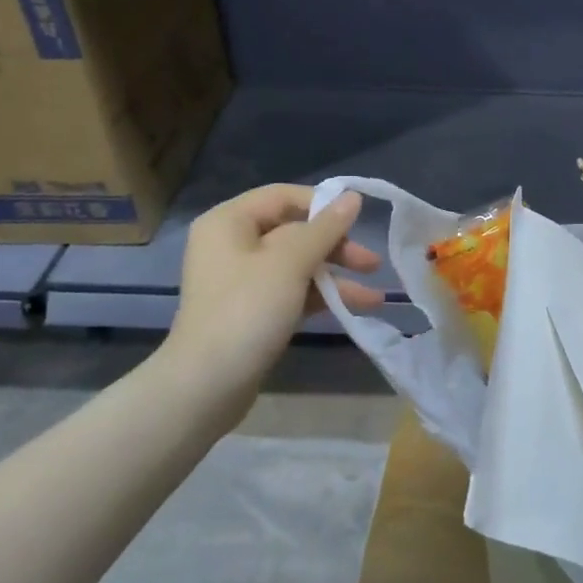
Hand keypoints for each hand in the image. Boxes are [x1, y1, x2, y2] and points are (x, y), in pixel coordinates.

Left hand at [161, 185, 384, 418]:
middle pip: (294, 232)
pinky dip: (321, 297)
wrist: (206, 385)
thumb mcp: (290, 263)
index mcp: (230, 222)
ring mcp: (242, 280)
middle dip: (336, 247)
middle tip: (372, 263)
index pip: (283, 197)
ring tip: (375, 297)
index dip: (323, 205)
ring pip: (298, 265)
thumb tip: (353, 196)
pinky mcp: (252, 311)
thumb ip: (325, 228)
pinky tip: (355, 308)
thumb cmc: (247, 310)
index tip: (358, 222)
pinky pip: (292, 292)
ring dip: (336, 276)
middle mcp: (232, 244)